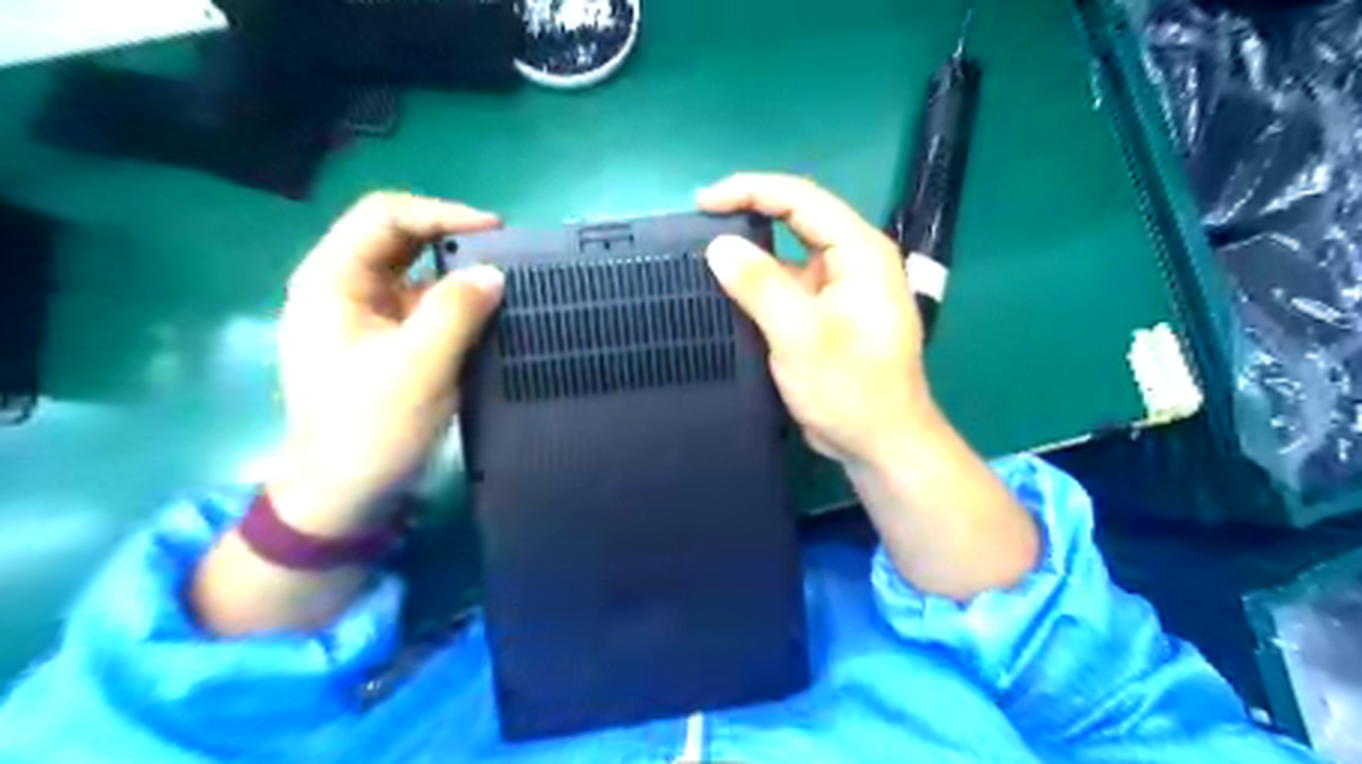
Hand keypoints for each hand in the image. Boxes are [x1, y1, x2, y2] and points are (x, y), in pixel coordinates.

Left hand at [267, 191, 501, 537]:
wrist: (347, 494)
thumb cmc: (370, 429)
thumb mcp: (417, 366)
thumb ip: (456, 311)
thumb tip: (494, 273)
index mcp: (332, 282)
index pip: (384, 218)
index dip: (441, 213)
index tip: (497, 231)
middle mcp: (347, 289)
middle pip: (401, 241)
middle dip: (455, 241)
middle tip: (508, 256)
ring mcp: (368, 317)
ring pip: (419, 275)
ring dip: (461, 276)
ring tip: (507, 285)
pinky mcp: (390, 343)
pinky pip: (428, 308)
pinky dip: (460, 306)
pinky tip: (492, 317)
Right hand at [702, 172, 937, 467]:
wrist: (878, 443)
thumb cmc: (851, 389)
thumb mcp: (802, 335)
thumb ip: (760, 286)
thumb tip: (718, 246)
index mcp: (859, 252)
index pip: (801, 199)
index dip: (750, 190)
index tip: (703, 202)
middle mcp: (850, 261)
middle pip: (794, 220)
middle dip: (747, 216)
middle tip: (698, 224)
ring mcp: (836, 288)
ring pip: (786, 255)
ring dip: (749, 255)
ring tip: (703, 258)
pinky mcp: (822, 314)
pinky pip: (784, 287)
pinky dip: (755, 286)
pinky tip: (725, 293)